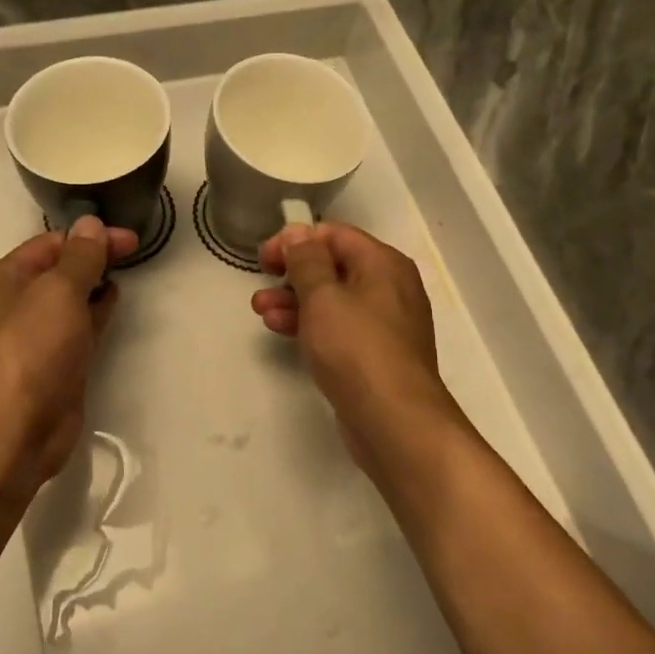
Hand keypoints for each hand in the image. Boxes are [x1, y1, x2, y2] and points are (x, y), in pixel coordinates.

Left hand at [0, 216, 137, 501]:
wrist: (13, 429)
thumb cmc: (31, 348)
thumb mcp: (58, 290)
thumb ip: (81, 256)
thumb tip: (90, 224)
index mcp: (6, 278)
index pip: (51, 243)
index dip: (90, 236)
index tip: (130, 239)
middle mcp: (17, 304)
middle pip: (60, 270)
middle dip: (94, 257)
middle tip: (135, 251)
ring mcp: (37, 337)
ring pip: (71, 300)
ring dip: (96, 284)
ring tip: (129, 271)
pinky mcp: (56, 366)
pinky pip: (79, 329)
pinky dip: (97, 313)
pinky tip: (114, 303)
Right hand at [251, 222, 459, 467]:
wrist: (395, 420)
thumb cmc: (356, 348)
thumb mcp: (322, 296)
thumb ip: (306, 260)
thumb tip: (298, 232)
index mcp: (383, 263)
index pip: (334, 235)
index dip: (295, 240)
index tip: (263, 258)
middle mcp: (390, 287)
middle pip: (334, 266)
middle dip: (292, 273)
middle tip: (260, 283)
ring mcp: (385, 323)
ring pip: (333, 299)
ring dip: (294, 300)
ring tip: (260, 310)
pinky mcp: (375, 354)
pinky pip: (339, 327)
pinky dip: (310, 324)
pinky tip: (281, 330)